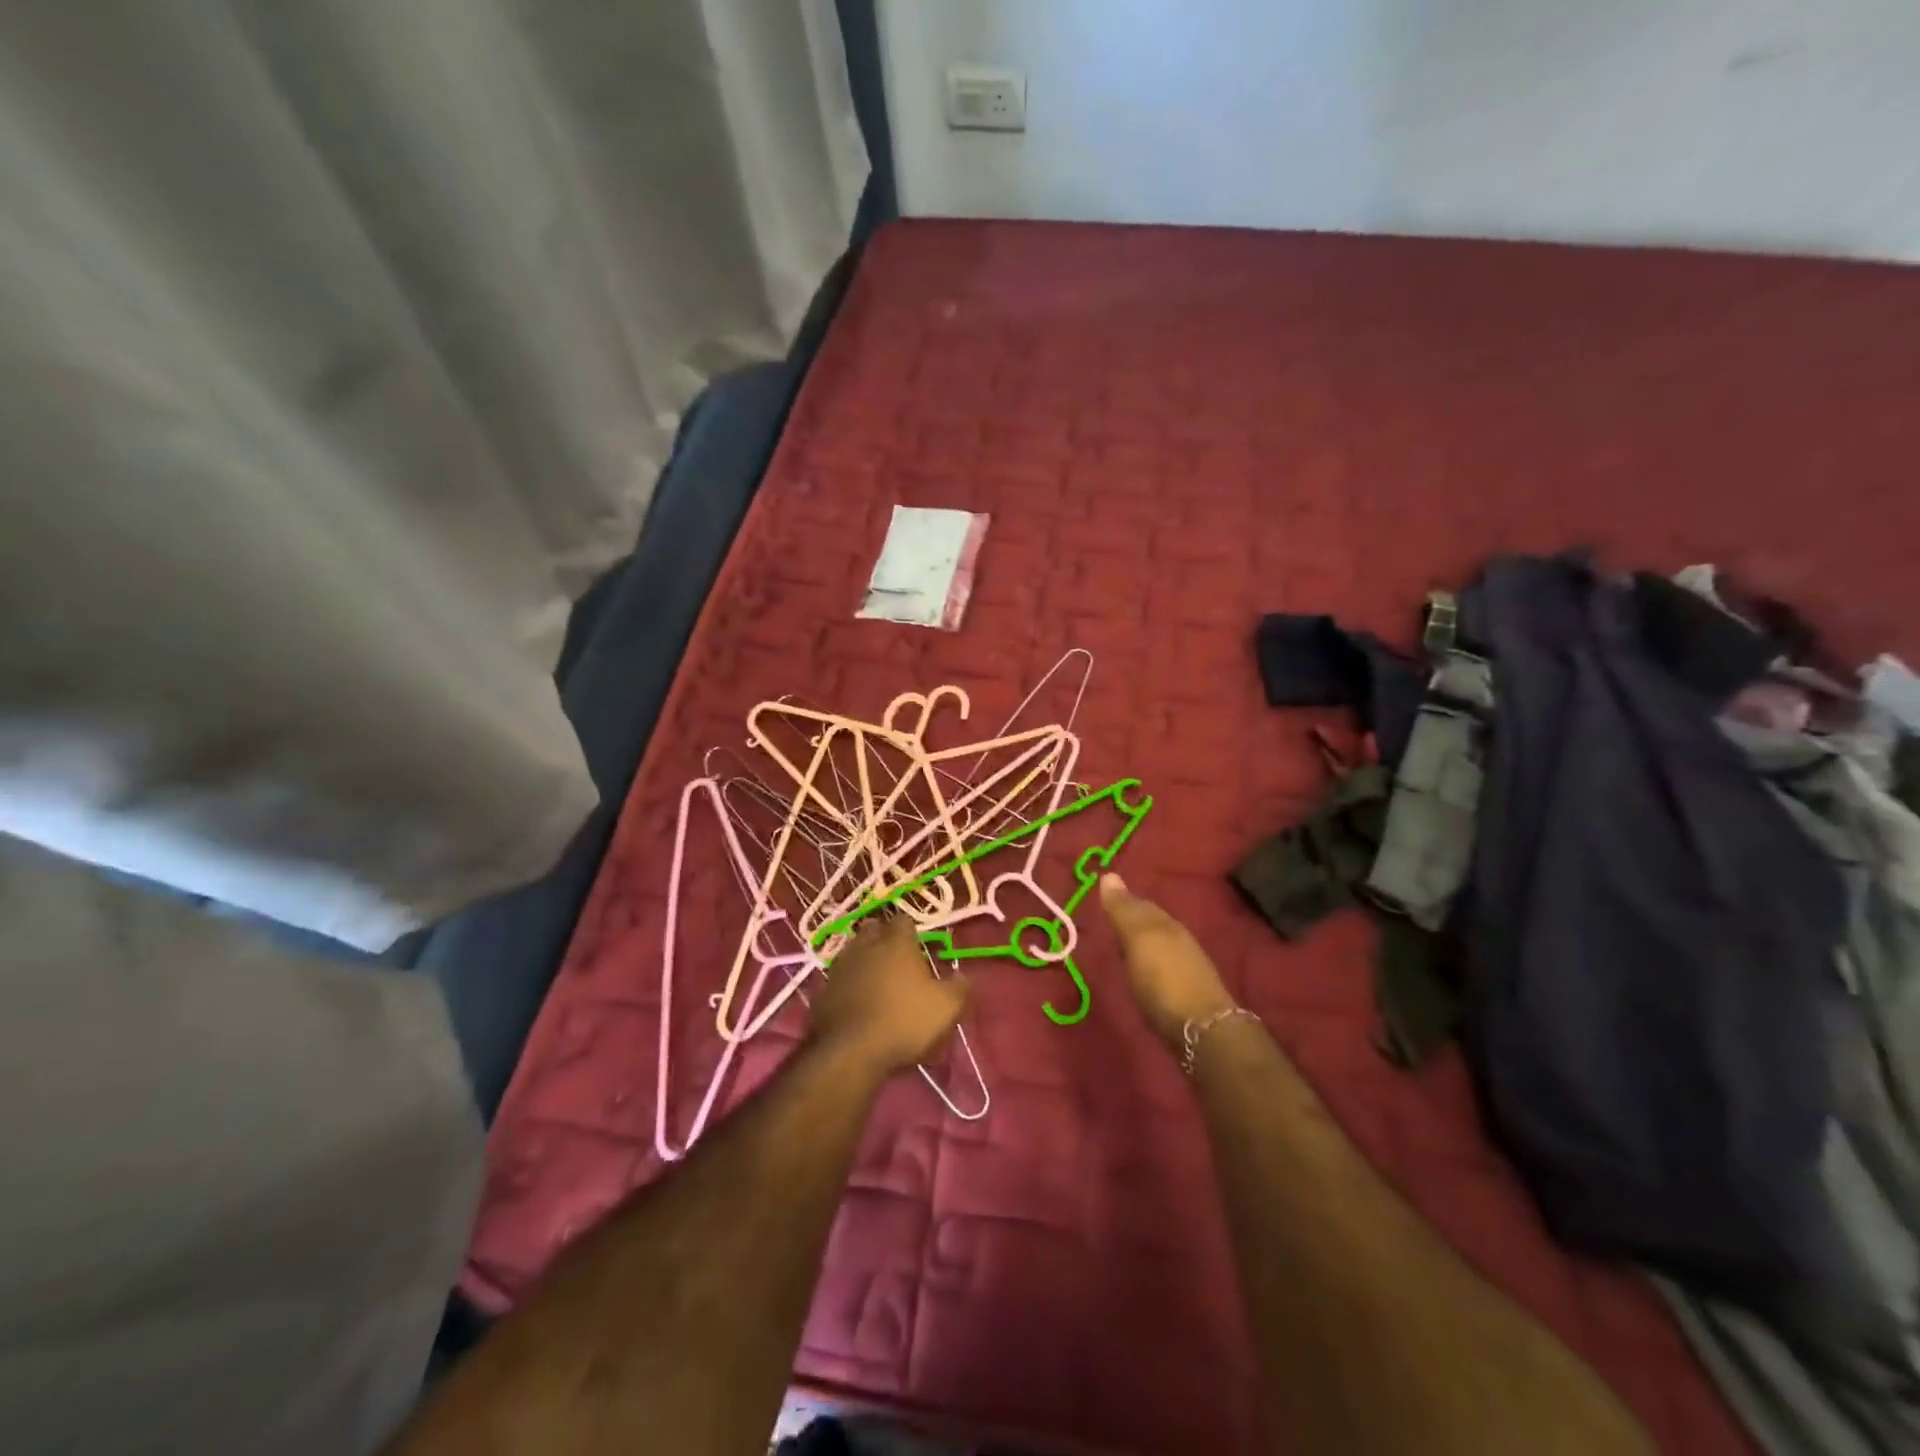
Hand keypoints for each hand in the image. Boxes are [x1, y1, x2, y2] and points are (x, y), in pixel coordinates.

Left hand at [809, 916, 969, 1074]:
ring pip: (852, 951)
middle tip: (895, 957)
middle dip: (882, 937)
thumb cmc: (905, 1022)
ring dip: (863, 958)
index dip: (911, 930)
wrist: (853, 1052)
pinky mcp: (823, 991)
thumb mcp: (946, 1007)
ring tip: (874, 978)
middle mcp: (866, 946)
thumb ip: (960, 987)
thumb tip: (963, 975)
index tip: (918, 945)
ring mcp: (840, 967)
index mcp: (896, 944)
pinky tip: (854, 1000)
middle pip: (873, 929)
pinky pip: (838, 978)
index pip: (904, 921)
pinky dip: (847, 984)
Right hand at [1099, 874, 1235, 1046]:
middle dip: (1131, 920)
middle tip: (1106, 921)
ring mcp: (1185, 966)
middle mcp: (1178, 939)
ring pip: (1157, 945)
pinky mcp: (1185, 992)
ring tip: (1119, 947)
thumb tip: (1109, 874)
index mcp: (1166, 922)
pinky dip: (1148, 964)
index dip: (1122, 900)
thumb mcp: (1138, 939)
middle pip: (1151, 923)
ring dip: (1140, 943)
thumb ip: (1123, 910)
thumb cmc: (1164, 979)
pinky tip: (1140, 972)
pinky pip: (1161, 966)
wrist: (1202, 1029)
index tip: (1101, 899)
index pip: (1140, 903)